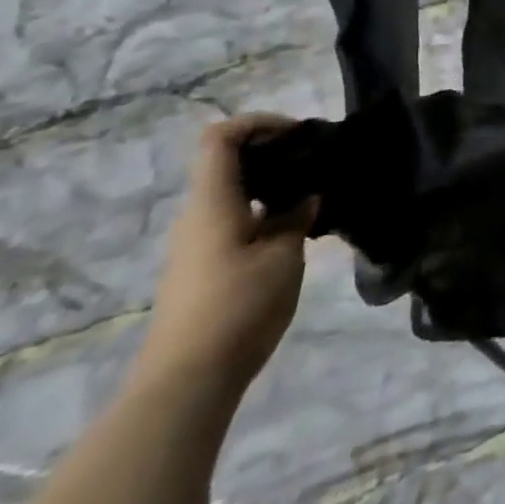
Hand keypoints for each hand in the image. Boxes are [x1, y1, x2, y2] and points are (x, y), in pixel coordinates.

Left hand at [137, 113, 318, 400]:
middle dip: (272, 153)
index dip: (257, 122)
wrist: (188, 380)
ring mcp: (197, 244)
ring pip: (233, 194)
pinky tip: (296, 230)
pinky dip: (265, 211)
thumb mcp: (283, 256)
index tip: (298, 132)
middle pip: (227, 163)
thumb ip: (296, 218)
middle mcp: (197, 216)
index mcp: (212, 203)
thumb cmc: (237, 307)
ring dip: (272, 185)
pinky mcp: (203, 268)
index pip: (220, 138)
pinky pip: (234, 221)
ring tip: (315, 195)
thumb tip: (305, 199)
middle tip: (316, 162)